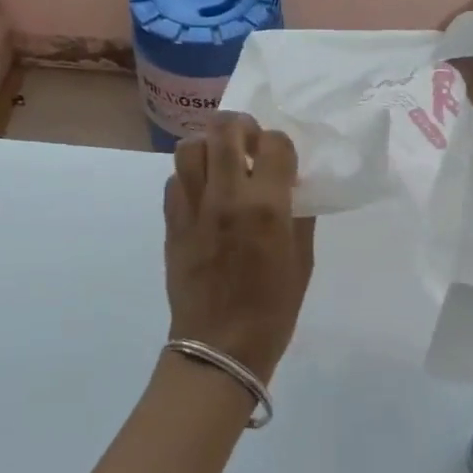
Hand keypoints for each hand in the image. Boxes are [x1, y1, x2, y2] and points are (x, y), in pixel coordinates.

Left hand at [165, 112, 315, 379]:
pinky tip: (202, 192)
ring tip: (219, 161)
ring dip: (208, 145)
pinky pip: (174, 180)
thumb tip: (291, 186)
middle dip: (240, 126)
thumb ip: (299, 215)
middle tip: (248, 141)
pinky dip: (188, 176)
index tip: (281, 159)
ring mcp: (193, 208)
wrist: (219, 346)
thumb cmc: (272, 309)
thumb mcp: (302, 261)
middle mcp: (227, 197)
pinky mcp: (171, 222)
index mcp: (267, 207)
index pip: (274, 143)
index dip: (281, 145)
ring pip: (189, 147)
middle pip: (225, 130)